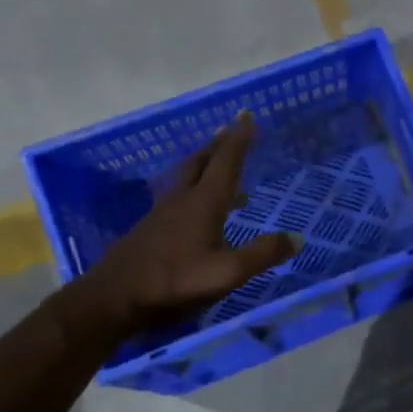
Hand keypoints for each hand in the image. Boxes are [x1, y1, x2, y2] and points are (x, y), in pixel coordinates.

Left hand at [48, 111, 297, 347]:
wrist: (115, 297)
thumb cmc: (175, 281)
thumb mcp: (227, 272)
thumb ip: (262, 254)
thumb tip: (297, 237)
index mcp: (203, 203)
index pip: (225, 162)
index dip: (239, 139)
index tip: (246, 115)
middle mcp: (182, 200)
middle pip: (201, 162)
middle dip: (218, 145)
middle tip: (230, 130)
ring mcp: (162, 213)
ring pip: (186, 177)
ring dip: (204, 164)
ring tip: (219, 164)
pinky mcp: (151, 228)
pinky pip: (178, 195)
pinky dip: (194, 187)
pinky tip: (197, 206)